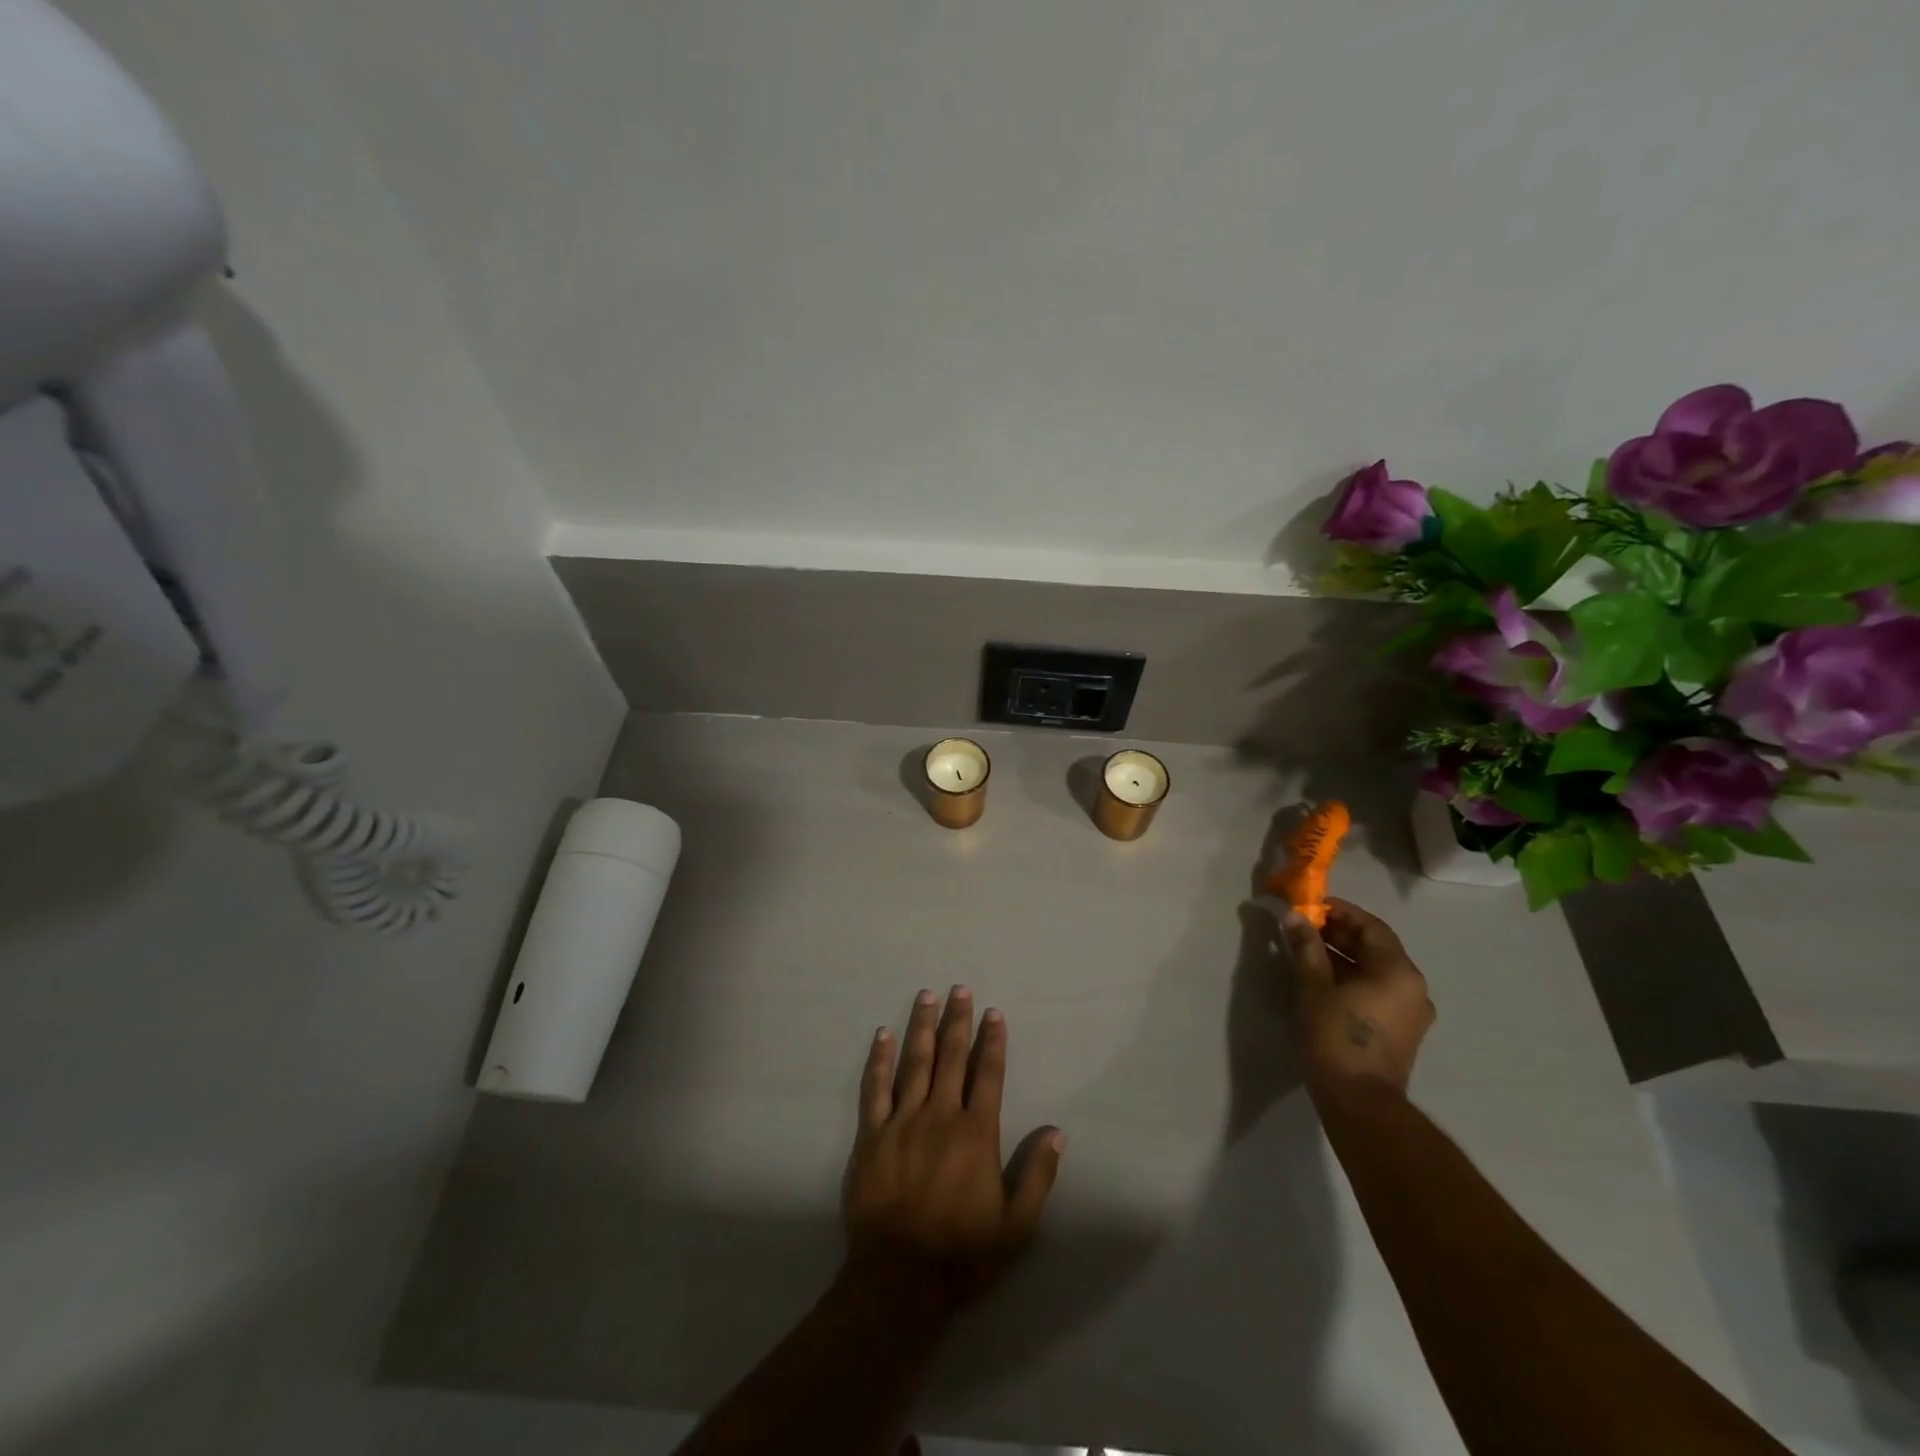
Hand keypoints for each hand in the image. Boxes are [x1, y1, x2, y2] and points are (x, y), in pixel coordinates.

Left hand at [843, 986, 1063, 1308]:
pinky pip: (874, 1088)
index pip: (988, 1074)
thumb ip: (1037, 1175)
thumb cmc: (961, 1252)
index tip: (993, 1013)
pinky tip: (883, 1034)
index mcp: (976, 1133)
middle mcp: (940, 1116)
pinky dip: (879, 1059)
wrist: (898, 1280)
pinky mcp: (871, 1135)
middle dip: (957, 1021)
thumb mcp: (1016, 1225)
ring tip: (926, 995)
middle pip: (951, 1057)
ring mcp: (902, 1122)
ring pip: (914, 1062)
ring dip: (922, 1026)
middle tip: (960, 988)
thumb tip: (1056, 1131)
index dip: (992, 1042)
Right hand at [1278, 897, 1434, 1098]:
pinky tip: (1323, 983)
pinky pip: (1377, 992)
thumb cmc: (1336, 1036)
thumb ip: (1305, 947)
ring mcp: (1410, 1013)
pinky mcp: (1401, 1033)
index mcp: (1398, 971)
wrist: (1359, 1102)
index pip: (1372, 927)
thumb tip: (1295, 916)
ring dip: (1343, 958)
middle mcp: (1413, 988)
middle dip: (1339, 935)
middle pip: (1376, 948)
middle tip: (1304, 928)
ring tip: (1307, 953)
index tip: (1313, 906)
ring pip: (1376, 971)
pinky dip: (1352, 979)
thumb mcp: (1313, 986)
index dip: (1342, 912)